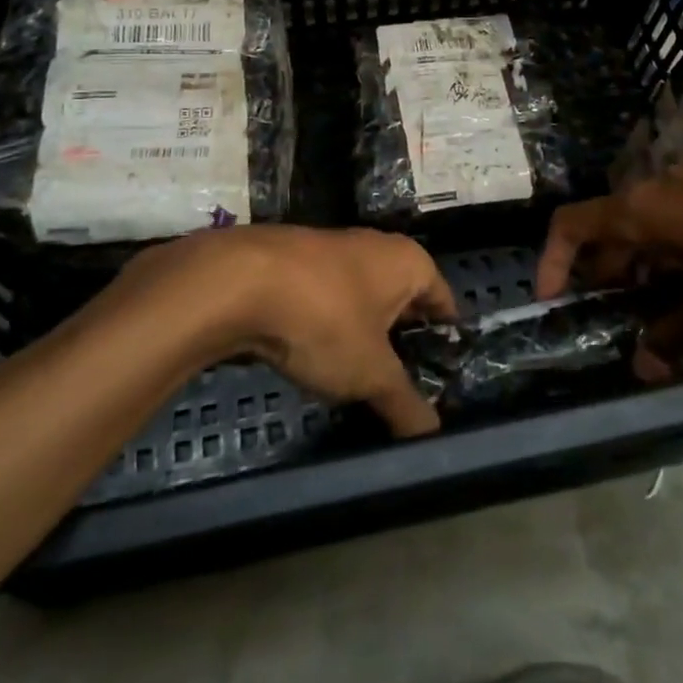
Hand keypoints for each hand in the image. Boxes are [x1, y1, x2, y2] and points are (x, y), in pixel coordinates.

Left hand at [114, 226, 457, 436]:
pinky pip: (324, 297)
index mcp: (408, 261)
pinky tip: (315, 354)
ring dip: (362, 331)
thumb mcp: (370, 373)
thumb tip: (433, 436)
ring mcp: (331, 248)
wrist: (237, 282)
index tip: (445, 372)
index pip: (443, 299)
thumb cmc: (325, 319)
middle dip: (402, 337)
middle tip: (404, 382)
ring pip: (360, 297)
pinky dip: (327, 323)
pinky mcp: (293, 261)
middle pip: (402, 297)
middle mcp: (375, 246)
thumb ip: (405, 403)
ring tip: (360, 375)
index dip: (445, 337)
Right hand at [535, 148, 682, 376]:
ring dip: (646, 267)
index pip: (571, 224)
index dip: (552, 261)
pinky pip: (682, 219)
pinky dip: (677, 252)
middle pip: (611, 228)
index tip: (553, 300)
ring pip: (651, 225)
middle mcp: (659, 189)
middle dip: (608, 275)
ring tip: (669, 311)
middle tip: (620, 320)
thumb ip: (679, 334)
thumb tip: (643, 364)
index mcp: (643, 211)